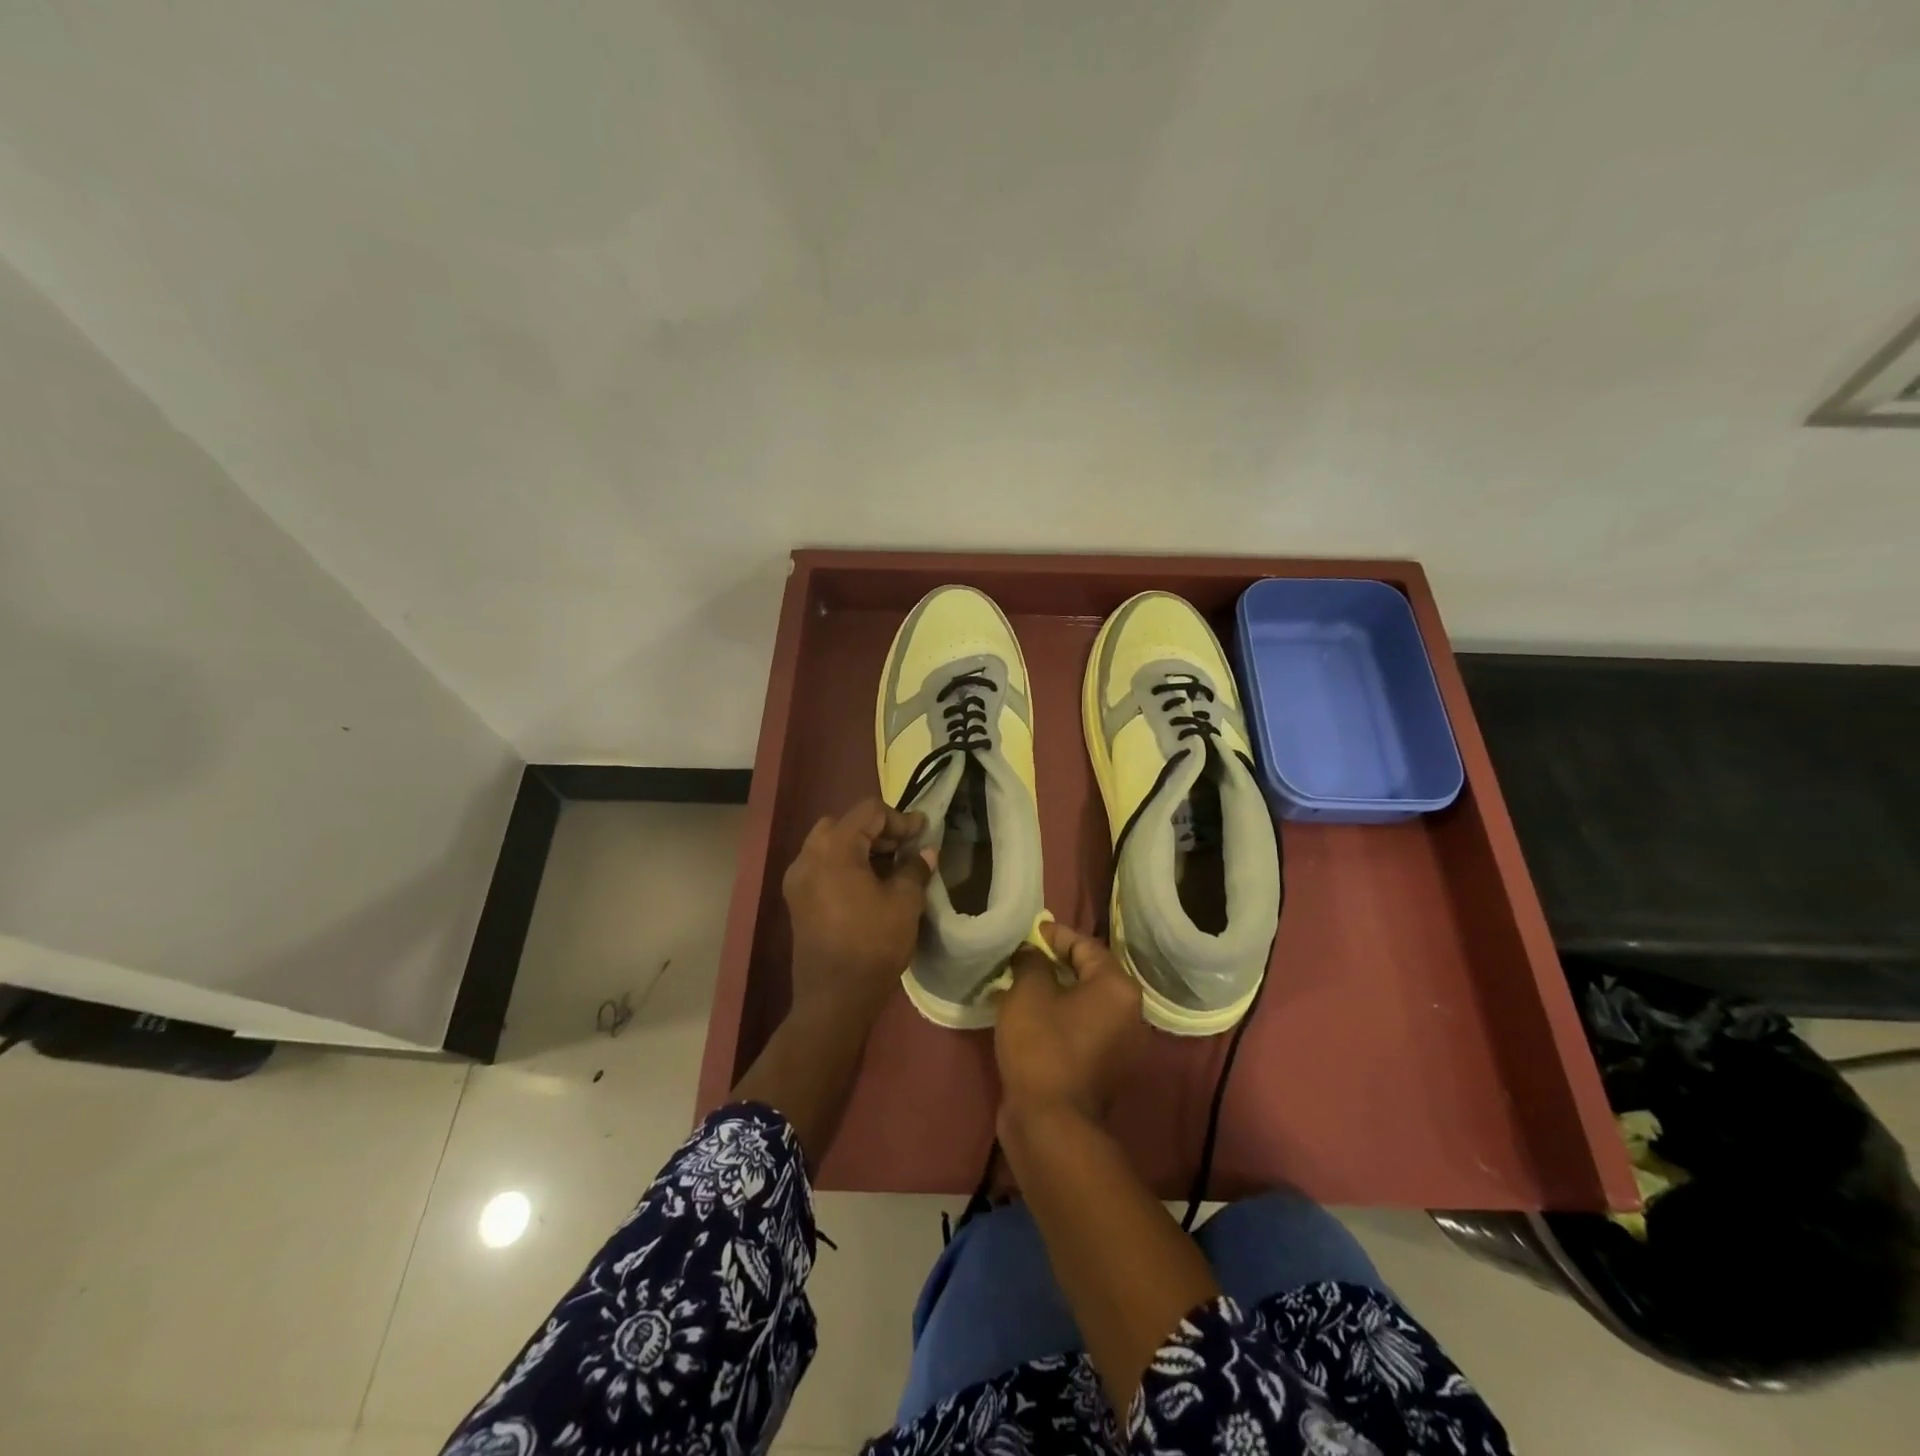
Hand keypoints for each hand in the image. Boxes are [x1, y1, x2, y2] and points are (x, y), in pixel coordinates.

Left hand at [782, 798, 934, 1021]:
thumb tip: (925, 852)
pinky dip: (846, 864)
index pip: (869, 812)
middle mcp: (808, 856)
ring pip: (831, 844)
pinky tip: (869, 884)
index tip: (924, 833)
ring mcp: (798, 879)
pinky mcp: (797, 900)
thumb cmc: (872, 945)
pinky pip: (822, 866)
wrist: (834, 998)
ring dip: (861, 847)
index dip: (900, 819)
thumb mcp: (905, 903)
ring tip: (891, 866)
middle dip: (878, 830)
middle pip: (845, 823)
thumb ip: (915, 869)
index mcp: (834, 849)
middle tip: (905, 847)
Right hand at [995, 921, 1147, 1123]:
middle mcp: (1129, 1013)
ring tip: (1017, 984)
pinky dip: (1056, 1017)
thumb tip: (1032, 952)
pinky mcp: (1103, 1068)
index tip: (1028, 932)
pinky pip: (1079, 1028)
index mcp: (1118, 988)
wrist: (1051, 1124)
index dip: (1055, 934)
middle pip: (1088, 974)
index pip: (1086, 945)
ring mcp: (1119, 1045)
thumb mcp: (1029, 992)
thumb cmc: (1042, 1046)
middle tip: (1020, 956)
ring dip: (1051, 991)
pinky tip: (1025, 1016)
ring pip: (1082, 1003)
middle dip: (1052, 962)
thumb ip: (1031, 961)